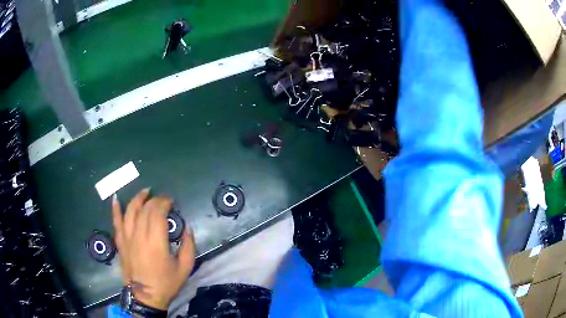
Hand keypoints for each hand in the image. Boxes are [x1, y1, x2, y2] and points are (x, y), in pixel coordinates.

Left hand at [112, 188, 194, 309]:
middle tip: (163, 198)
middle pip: (145, 210)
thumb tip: (188, 228)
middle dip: (154, 200)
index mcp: (156, 242)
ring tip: (145, 192)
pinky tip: (116, 198)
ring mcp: (127, 238)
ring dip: (137, 199)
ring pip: (130, 212)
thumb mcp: (185, 268)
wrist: (145, 296)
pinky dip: (115, 209)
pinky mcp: (120, 243)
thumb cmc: (166, 283)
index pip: (157, 213)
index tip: (171, 200)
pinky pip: (116, 222)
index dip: (164, 202)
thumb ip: (189, 246)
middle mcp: (139, 236)